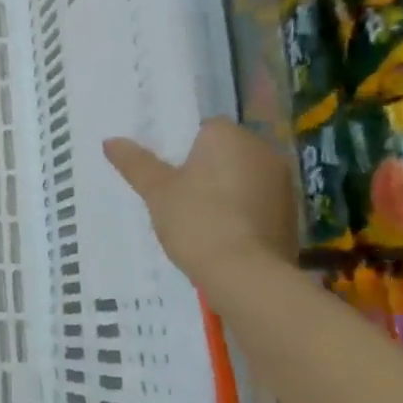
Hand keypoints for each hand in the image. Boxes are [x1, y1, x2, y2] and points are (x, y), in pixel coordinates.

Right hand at [104, 119, 298, 283]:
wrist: (245, 274)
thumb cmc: (196, 220)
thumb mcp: (156, 191)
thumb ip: (135, 163)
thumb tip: (110, 141)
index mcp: (228, 135)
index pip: (204, 128)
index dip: (183, 149)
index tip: (168, 173)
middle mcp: (262, 150)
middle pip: (226, 152)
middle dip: (206, 168)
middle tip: (178, 196)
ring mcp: (283, 182)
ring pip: (244, 177)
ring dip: (227, 190)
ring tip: (200, 219)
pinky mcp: (292, 213)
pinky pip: (259, 202)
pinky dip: (243, 212)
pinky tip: (224, 235)